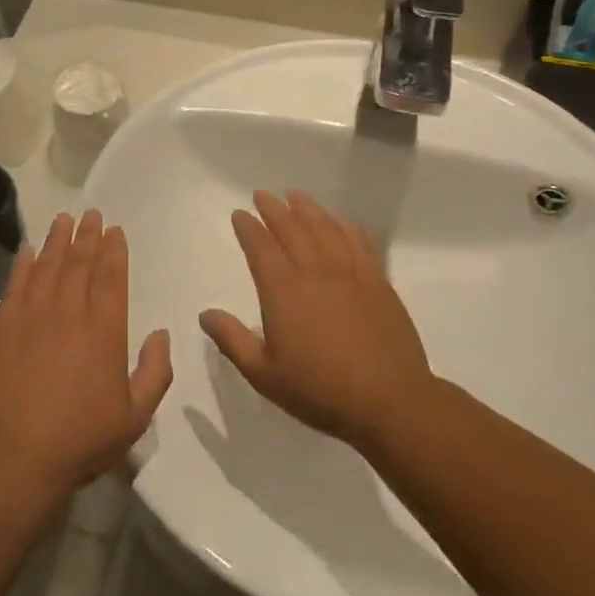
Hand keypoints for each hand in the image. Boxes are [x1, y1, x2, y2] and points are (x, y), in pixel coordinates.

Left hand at [0, 210, 172, 501]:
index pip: (111, 278)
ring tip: (63, 219)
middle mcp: (69, 314)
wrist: (19, 456)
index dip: (114, 251)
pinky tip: (28, 250)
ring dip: (57, 240)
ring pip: (48, 267)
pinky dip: (23, 265)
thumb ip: (156, 372)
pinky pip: (15, 286)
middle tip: (91, 214)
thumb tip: (161, 333)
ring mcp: (33, 317)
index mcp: (105, 331)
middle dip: (87, 236)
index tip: (114, 231)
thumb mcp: (136, 416)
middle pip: (79, 264)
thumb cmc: (83, 438)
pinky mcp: (3, 328)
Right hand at [199, 190, 433, 448]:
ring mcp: (349, 272)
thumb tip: (205, 314)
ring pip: (324, 227)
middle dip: (273, 209)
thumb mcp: (264, 374)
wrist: (389, 401)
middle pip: (291, 228)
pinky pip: (358, 240)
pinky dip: (344, 225)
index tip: (240, 214)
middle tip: (262, 195)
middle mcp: (314, 271)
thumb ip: (232, 340)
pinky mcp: (377, 280)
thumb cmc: (319, 390)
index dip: (248, 227)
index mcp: (282, 290)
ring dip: (307, 208)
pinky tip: (339, 220)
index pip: (260, 247)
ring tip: (295, 195)